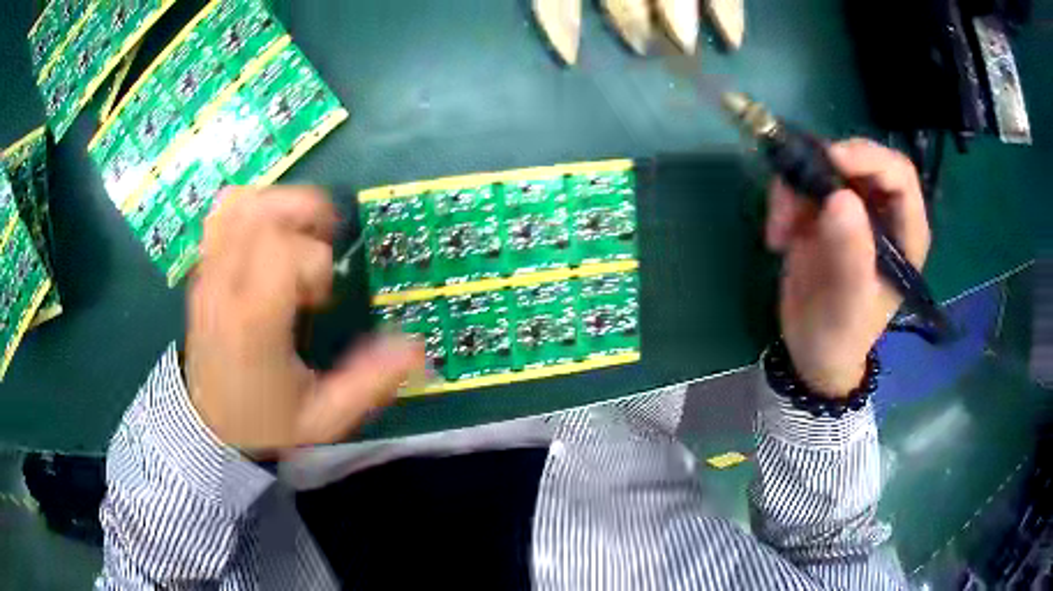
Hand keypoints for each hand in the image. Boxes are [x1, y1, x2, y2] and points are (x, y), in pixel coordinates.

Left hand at [185, 186, 425, 451]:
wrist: (209, 425)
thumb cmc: (266, 421)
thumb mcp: (324, 416)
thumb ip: (369, 383)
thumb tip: (416, 348)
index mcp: (255, 321)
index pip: (283, 251)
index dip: (315, 261)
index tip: (320, 297)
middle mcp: (226, 286)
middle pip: (263, 212)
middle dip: (305, 217)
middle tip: (320, 247)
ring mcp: (209, 273)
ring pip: (242, 202)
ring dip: (281, 204)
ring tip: (298, 234)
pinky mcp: (203, 268)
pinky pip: (222, 212)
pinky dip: (251, 205)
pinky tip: (268, 231)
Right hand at [765, 139, 930, 396]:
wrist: (811, 352)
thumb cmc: (840, 336)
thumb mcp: (847, 306)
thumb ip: (851, 256)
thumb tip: (841, 197)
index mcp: (905, 233)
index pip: (899, 175)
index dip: (868, 158)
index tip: (832, 160)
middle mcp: (882, 213)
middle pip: (858, 160)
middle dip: (823, 168)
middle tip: (793, 189)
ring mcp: (851, 209)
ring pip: (824, 166)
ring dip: (795, 187)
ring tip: (780, 229)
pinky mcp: (822, 211)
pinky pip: (801, 182)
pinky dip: (783, 200)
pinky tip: (777, 237)